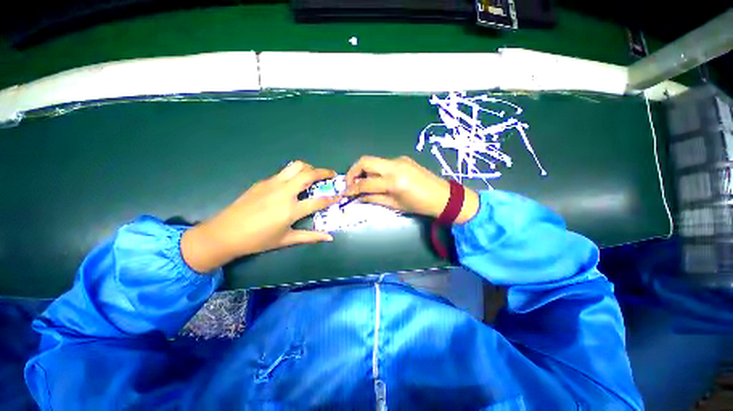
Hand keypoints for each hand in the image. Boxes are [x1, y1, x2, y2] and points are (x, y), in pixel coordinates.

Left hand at [181, 161, 339, 272]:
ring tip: (314, 174)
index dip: (332, 198)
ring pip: (295, 166)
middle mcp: (284, 192)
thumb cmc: (258, 240)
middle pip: (308, 174)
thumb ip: (310, 237)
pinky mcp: (263, 182)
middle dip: (324, 172)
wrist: (225, 233)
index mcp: (291, 210)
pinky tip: (294, 183)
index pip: (318, 201)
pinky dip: (295, 173)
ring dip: (309, 167)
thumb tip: (329, 237)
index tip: (340, 195)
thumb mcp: (286, 240)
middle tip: (332, 174)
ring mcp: (272, 184)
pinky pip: (284, 172)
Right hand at [345, 156, 478, 222]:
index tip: (344, 192)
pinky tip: (378, 180)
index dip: (351, 188)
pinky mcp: (403, 159)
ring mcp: (399, 160)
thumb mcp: (395, 205)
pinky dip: (376, 170)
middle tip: (350, 183)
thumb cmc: (419, 205)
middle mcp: (394, 166)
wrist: (442, 196)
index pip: (365, 183)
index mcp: (394, 182)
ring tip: (363, 183)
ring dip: (364, 170)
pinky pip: (383, 163)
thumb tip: (357, 197)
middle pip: (365, 161)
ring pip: (373, 161)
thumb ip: (373, 199)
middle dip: (353, 171)